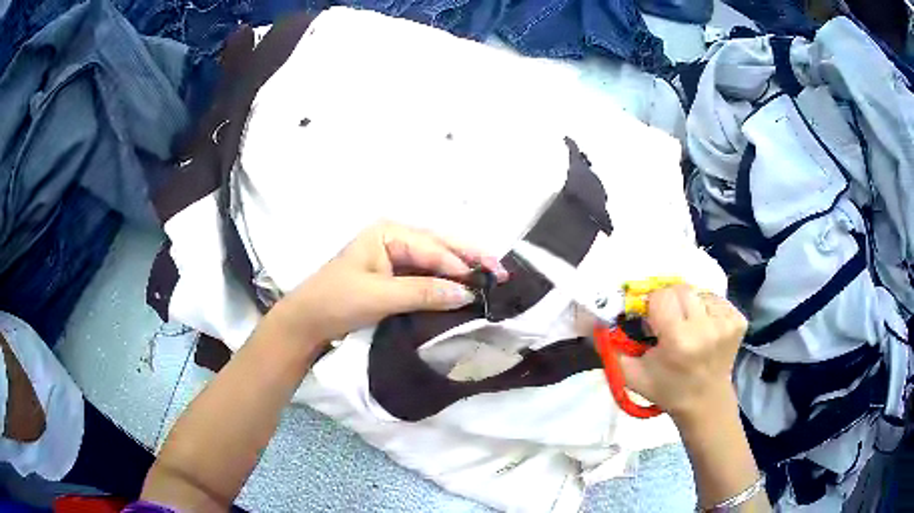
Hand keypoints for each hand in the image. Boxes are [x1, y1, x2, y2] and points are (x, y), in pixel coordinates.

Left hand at [269, 222, 507, 343]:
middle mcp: (394, 239)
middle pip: (439, 247)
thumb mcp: (380, 296)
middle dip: (469, 259)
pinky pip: (426, 276)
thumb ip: (423, 292)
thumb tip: (466, 294)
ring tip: (491, 277)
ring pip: (436, 261)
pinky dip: (445, 283)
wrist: (307, 322)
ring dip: (461, 270)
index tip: (484, 283)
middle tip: (501, 271)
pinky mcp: (394, 277)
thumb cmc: (337, 300)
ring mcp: (395, 258)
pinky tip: (463, 289)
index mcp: (388, 233)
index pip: (432, 248)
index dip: (459, 265)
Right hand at [618, 284, 746, 423]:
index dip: (653, 306)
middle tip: (670, 322)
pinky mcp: (739, 320)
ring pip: (699, 292)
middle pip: (681, 288)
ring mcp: (726, 322)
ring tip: (690, 327)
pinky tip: (705, 328)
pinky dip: (707, 309)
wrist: (706, 401)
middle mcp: (706, 327)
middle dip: (671, 301)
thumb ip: (610, 348)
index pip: (661, 296)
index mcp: (679, 341)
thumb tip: (593, 320)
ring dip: (690, 305)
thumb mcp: (632, 375)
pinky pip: (716, 299)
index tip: (654, 322)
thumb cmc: (667, 389)